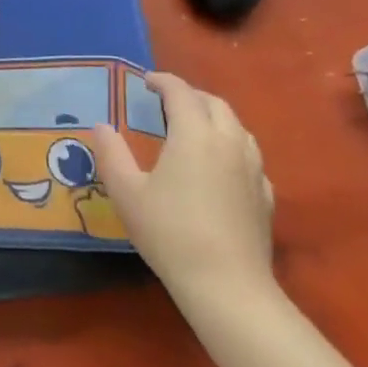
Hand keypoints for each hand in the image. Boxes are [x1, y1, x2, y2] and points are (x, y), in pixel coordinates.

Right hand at [89, 71, 274, 302]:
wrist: (227, 285)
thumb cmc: (170, 232)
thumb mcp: (127, 192)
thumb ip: (111, 154)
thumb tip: (101, 126)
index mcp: (194, 134)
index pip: (181, 93)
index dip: (163, 81)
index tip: (146, 81)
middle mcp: (229, 142)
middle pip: (215, 104)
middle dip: (191, 96)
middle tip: (167, 103)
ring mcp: (253, 170)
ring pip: (238, 128)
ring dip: (215, 118)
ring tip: (194, 129)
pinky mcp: (266, 196)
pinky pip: (250, 156)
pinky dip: (232, 147)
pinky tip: (220, 167)